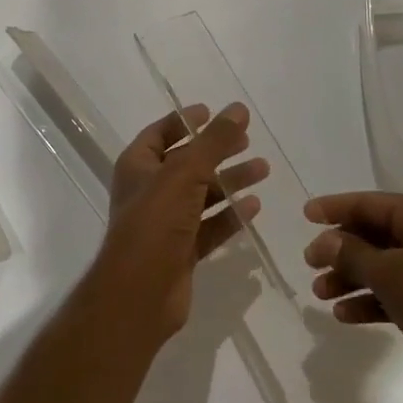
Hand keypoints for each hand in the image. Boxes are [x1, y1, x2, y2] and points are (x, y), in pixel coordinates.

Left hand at [89, 103, 267, 347]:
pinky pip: (210, 225)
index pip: (161, 133)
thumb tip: (239, 108)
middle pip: (188, 162)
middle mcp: (150, 190)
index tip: (214, 112)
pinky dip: (230, 215)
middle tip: (247, 140)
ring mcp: (166, 222)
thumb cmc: (155, 222)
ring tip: (264, 169)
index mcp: (138, 165)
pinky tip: (254, 206)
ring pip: (203, 194)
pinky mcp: (182, 249)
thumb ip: (214, 141)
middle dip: (217, 150)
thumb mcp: (185, 173)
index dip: (185, 121)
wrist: (139, 294)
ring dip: (230, 181)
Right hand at [304, 192, 402, 402]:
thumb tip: (324, 239)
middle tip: (308, 263)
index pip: (370, 203)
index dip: (335, 207)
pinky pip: (394, 293)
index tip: (304, 215)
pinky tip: (344, 315)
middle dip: (340, 249)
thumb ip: (353, 254)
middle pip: (374, 234)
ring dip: (350, 277)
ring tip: (319, 294)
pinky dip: (370, 300)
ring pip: (381, 266)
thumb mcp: (392, 276)